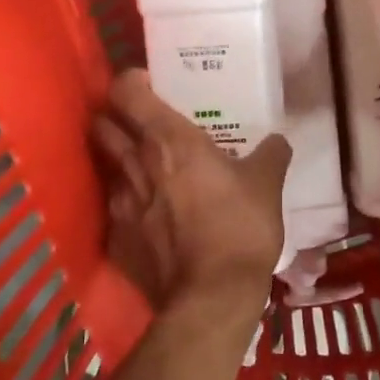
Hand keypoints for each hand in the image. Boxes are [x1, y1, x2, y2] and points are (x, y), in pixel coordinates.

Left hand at [92, 70, 291, 315]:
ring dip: (121, 163)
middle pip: (102, 124)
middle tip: (140, 125)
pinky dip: (128, 208)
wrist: (211, 297)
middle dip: (114, 119)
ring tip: (146, 172)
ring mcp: (120, 203)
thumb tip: (277, 141)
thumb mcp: (267, 185)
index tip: (149, 85)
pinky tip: (149, 220)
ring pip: (107, 167)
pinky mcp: (116, 239)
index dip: (132, 82)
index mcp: (170, 140)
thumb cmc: (240, 228)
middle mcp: (136, 163)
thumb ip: (271, 154)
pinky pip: (115, 211)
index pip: (127, 91)